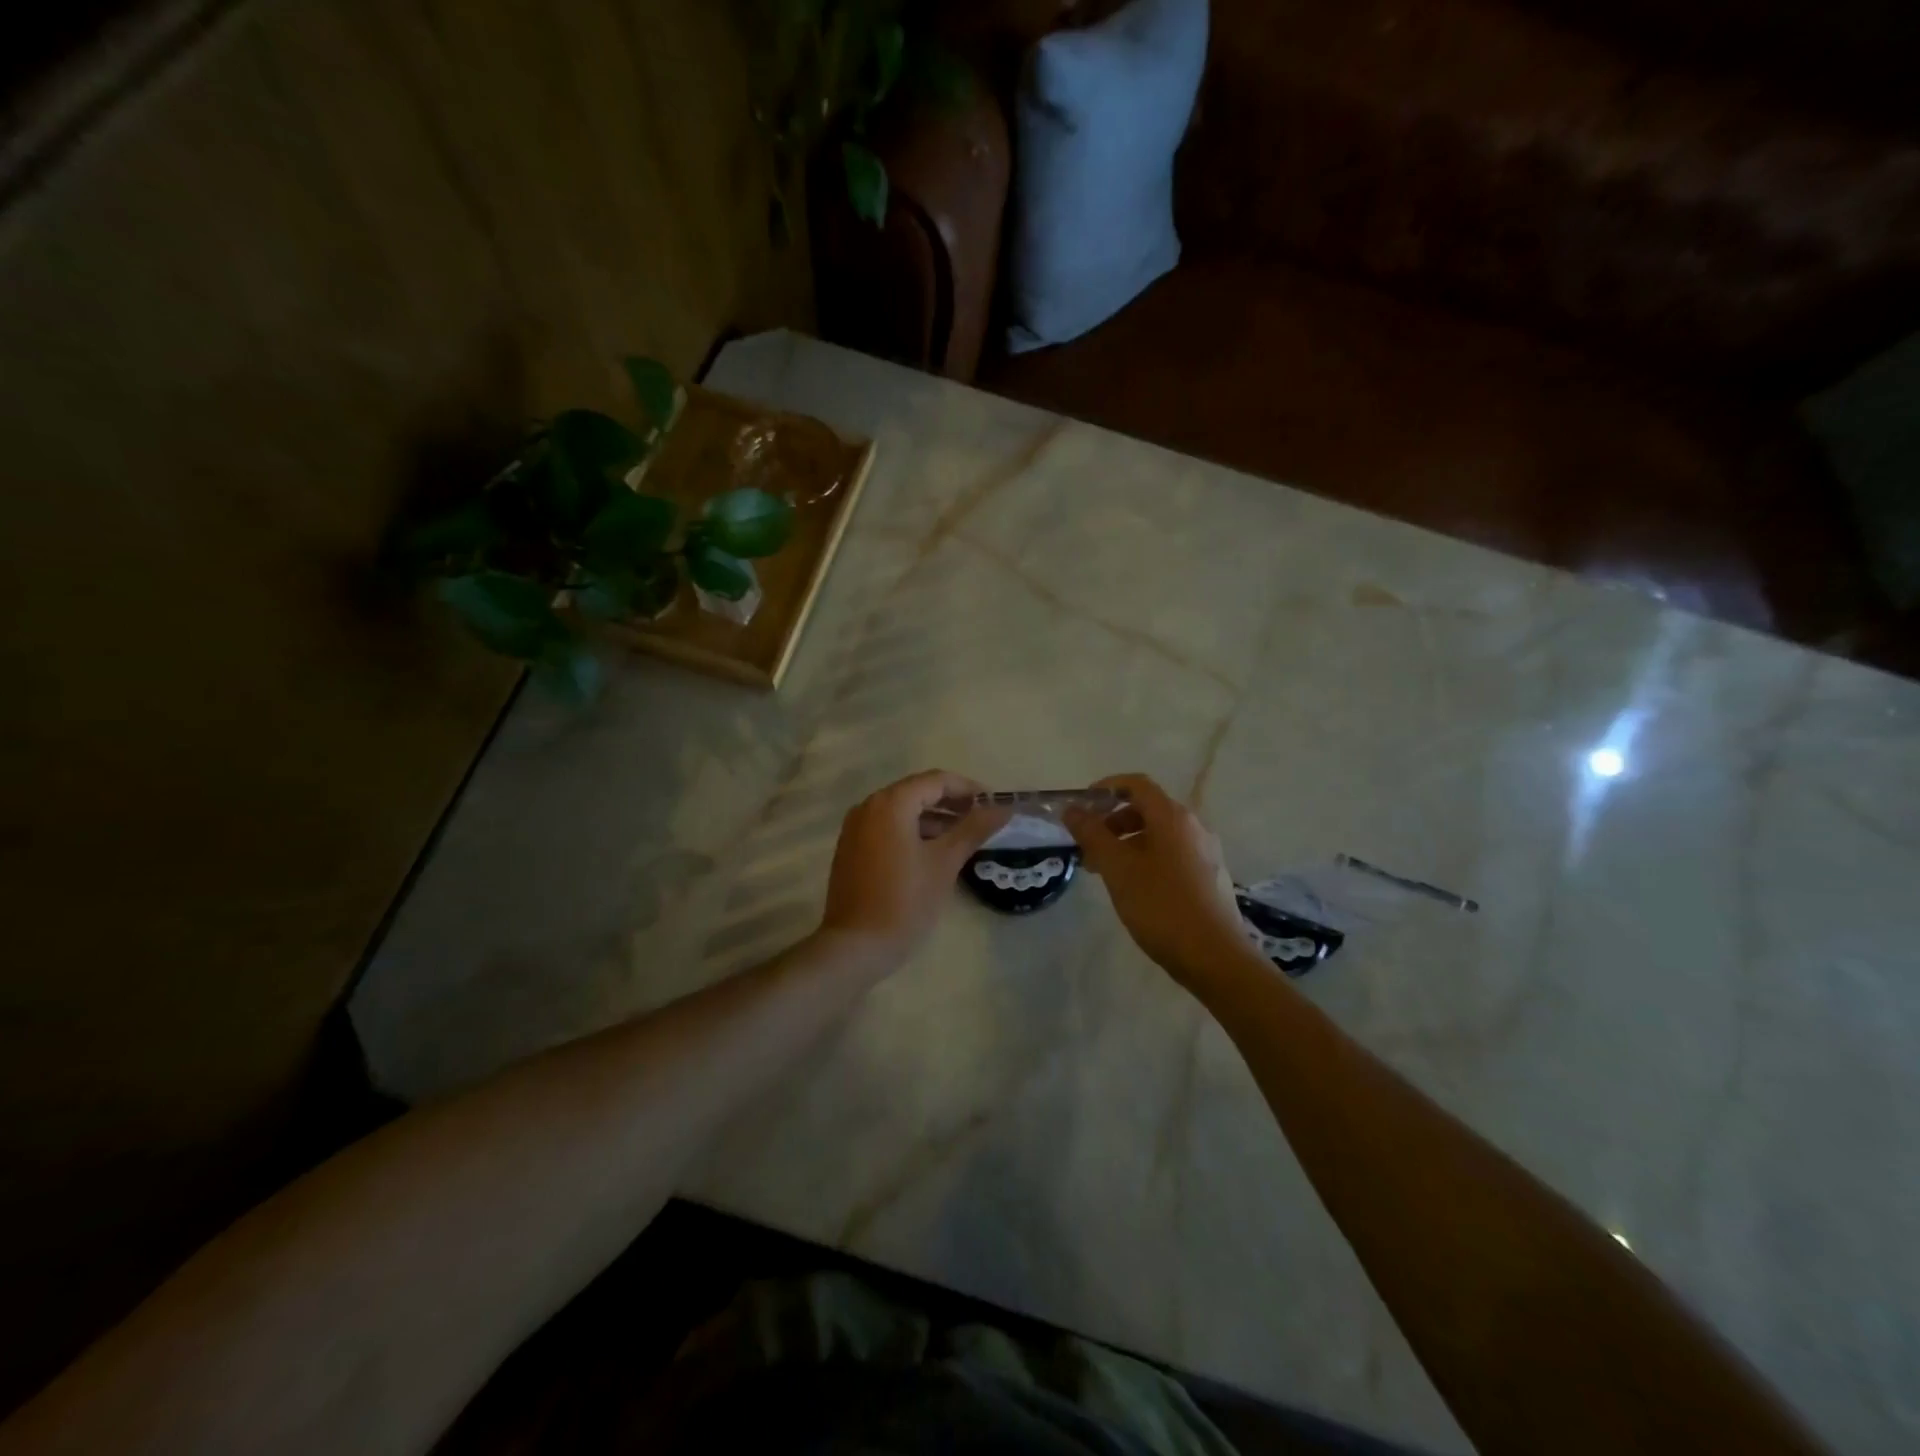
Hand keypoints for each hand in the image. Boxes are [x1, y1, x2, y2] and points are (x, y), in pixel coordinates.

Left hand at [818, 770, 1007, 968]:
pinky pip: (887, 828)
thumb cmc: (905, 900)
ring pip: (902, 811)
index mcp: (891, 803)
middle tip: (983, 820)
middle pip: (917, 792)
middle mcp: (869, 806)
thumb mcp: (945, 862)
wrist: (856, 946)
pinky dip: (913, 831)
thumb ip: (974, 829)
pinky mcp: (851, 848)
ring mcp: (855, 828)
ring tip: (965, 837)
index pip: (936, 780)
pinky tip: (934, 851)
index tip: (994, 804)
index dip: (968, 789)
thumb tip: (1003, 808)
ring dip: (934, 819)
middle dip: (952, 803)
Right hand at [1064, 774, 1256, 988]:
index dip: (1106, 788)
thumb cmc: (1161, 906)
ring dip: (1127, 844)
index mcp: (1172, 817)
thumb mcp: (1117, 868)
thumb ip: (1092, 834)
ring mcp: (1205, 852)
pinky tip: (1134, 889)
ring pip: (1159, 835)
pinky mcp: (1209, 877)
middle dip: (1112, 822)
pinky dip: (1146, 859)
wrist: (1215, 957)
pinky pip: (1172, 855)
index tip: (1082, 807)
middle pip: (1147, 809)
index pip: (1136, 784)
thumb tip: (1072, 809)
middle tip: (1088, 847)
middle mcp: (1193, 826)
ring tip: (1105, 872)